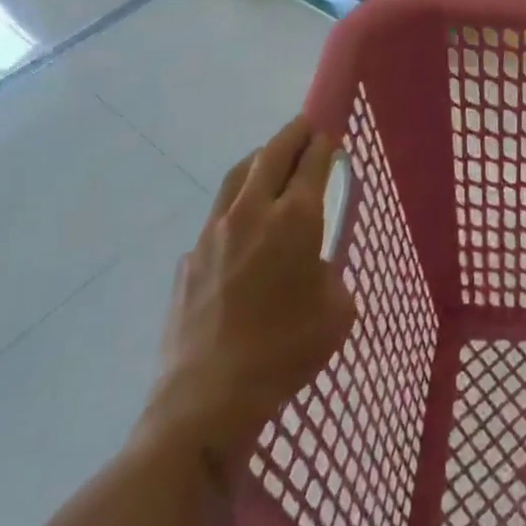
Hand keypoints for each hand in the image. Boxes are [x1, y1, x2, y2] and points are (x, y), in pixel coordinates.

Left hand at [139, 118, 357, 468]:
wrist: (207, 400)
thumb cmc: (285, 352)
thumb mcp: (337, 311)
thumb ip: (330, 274)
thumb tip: (313, 267)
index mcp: (295, 219)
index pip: (313, 160)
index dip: (325, 142)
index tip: (332, 131)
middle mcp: (252, 212)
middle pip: (272, 154)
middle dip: (292, 134)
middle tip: (305, 125)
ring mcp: (213, 233)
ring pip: (237, 176)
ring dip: (258, 159)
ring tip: (270, 158)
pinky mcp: (188, 259)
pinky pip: (216, 218)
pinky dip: (235, 207)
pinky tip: (241, 230)